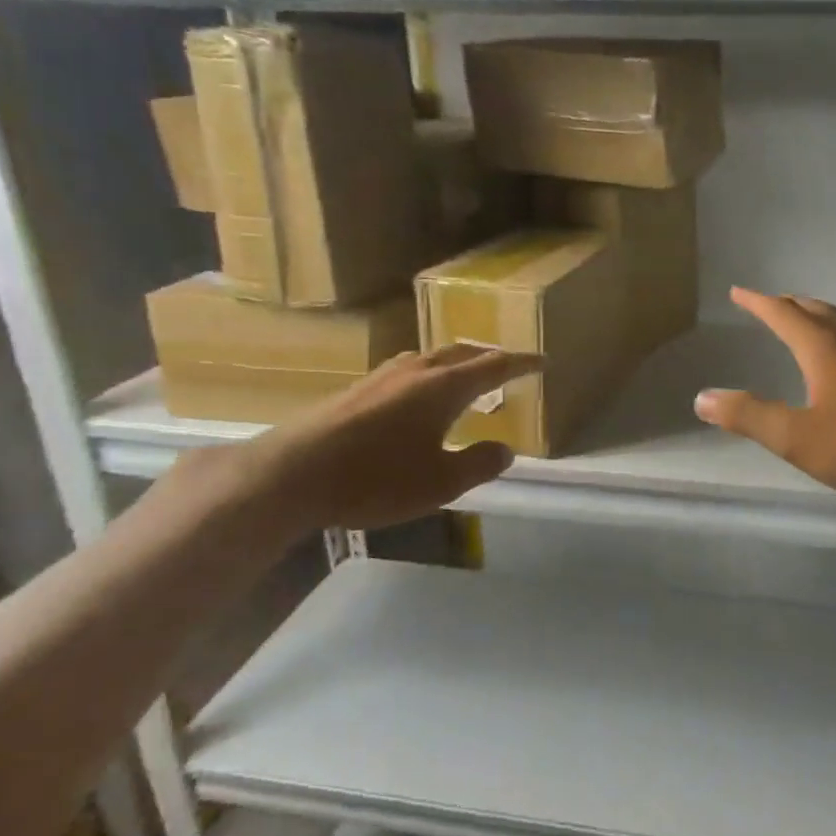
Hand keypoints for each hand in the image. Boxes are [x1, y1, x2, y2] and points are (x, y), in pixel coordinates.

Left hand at [236, 344, 542, 535]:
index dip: (522, 364)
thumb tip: (505, 449)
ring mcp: (382, 377)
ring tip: (465, 378)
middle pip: (462, 353)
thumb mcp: (440, 482)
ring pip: (431, 359)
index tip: (543, 362)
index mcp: (444, 387)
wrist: (292, 474)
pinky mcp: (357, 390)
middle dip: (489, 357)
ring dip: (456, 363)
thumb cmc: (376, 478)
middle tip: (508, 367)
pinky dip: (429, 376)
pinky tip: (417, 397)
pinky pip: (408, 371)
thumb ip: (478, 464)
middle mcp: (416, 371)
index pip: (494, 366)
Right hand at [694, 287, 835, 507]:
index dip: (759, 303)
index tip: (738, 292)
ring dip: (816, 317)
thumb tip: (703, 398)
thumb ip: (749, 416)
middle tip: (769, 304)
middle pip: (817, 311)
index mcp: (825, 350)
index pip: (785, 314)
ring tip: (803, 323)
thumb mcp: (795, 437)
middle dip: (789, 305)